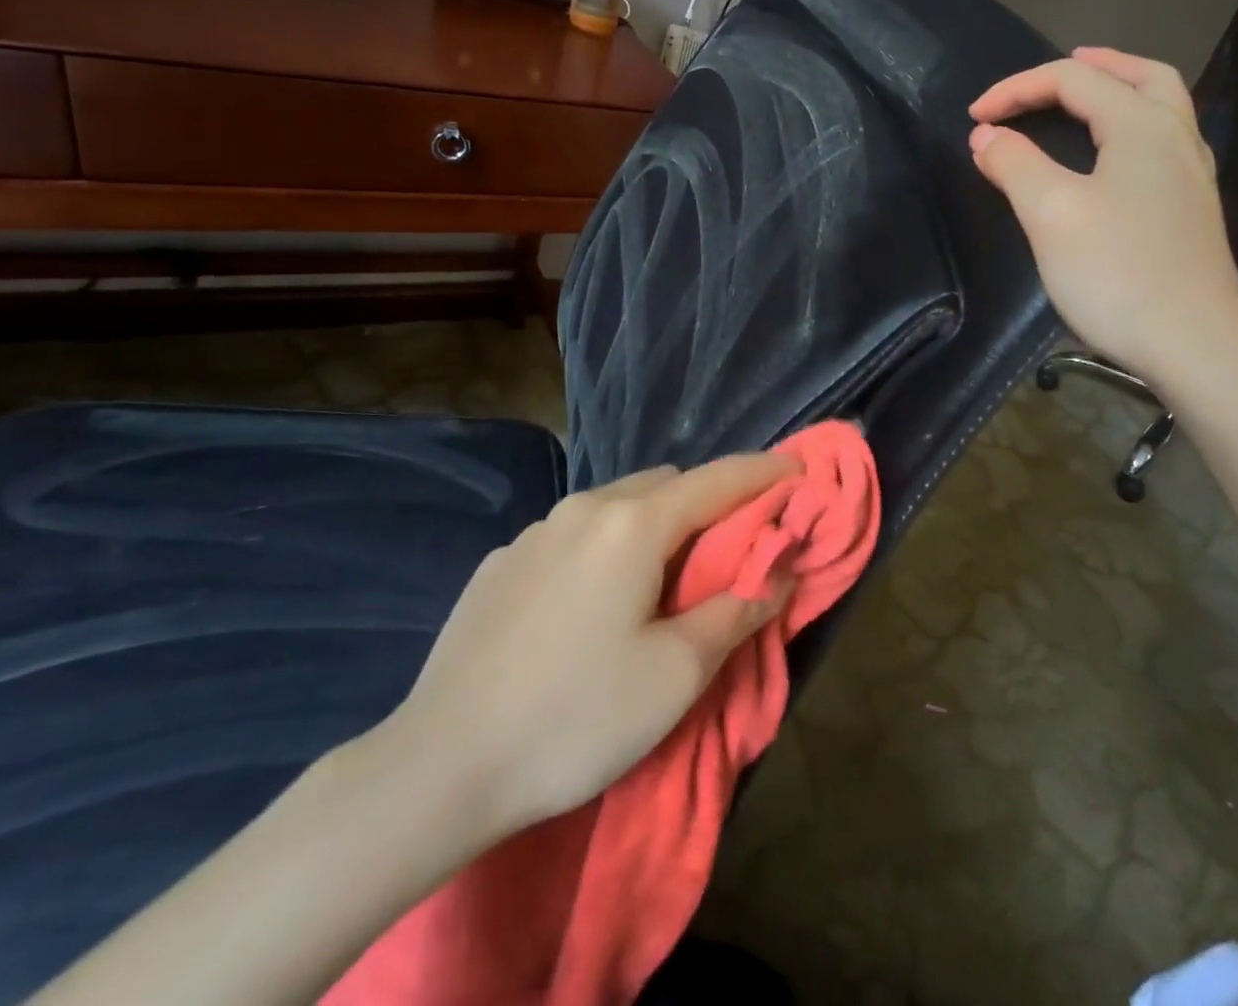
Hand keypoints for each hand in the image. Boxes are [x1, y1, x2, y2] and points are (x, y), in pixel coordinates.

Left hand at [363, 454, 799, 856]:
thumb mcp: (676, 674)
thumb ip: (736, 610)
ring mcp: (535, 531)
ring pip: (616, 505)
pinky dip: (605, 547)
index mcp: (633, 524)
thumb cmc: (576, 718)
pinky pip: (573, 533)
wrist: (439, 767)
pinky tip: (589, 606)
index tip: (798, 471)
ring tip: (658, 581)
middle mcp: (584, 509)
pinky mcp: (501, 561)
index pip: (718, 479)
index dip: (764, 473)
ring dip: (653, 524)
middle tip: (727, 549)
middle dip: (707, 502)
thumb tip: (778, 570)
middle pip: (666, 485)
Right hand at [968, 47, 1237, 384]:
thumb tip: (987, 136)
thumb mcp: (1050, 213)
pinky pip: (1163, 143)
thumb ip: (1015, 164)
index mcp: (1142, 125)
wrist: (1194, 345)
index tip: (973, 117)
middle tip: (1054, 72)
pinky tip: (1115, 157)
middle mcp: (1176, 138)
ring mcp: (1192, 176)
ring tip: (1086, 99)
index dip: (1017, 90)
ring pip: (1161, 107)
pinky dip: (1133, 127)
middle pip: (1140, 76)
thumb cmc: (1116, 273)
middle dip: (1092, 67)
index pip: (1073, 81)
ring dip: (1120, 90)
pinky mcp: (1193, 210)